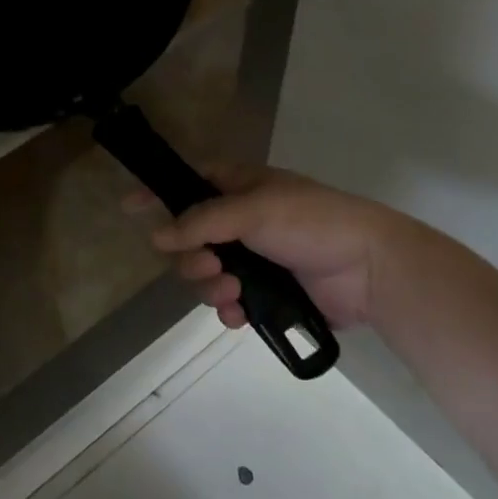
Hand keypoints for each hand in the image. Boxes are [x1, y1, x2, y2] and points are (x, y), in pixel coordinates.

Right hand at [135, 167, 426, 331]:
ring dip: (210, 286)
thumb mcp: (252, 210)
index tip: (127, 207)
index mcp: (237, 187)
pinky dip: (228, 309)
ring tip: (231, 293)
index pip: (186, 183)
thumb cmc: (310, 221)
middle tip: (208, 266)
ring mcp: (253, 258)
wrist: (370, 268)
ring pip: (206, 273)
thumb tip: (157, 237)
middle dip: (191, 257)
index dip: (156, 193)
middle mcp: (238, 221)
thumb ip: (201, 222)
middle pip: (189, 238)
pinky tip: (239, 315)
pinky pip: (229, 302)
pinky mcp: (267, 293)